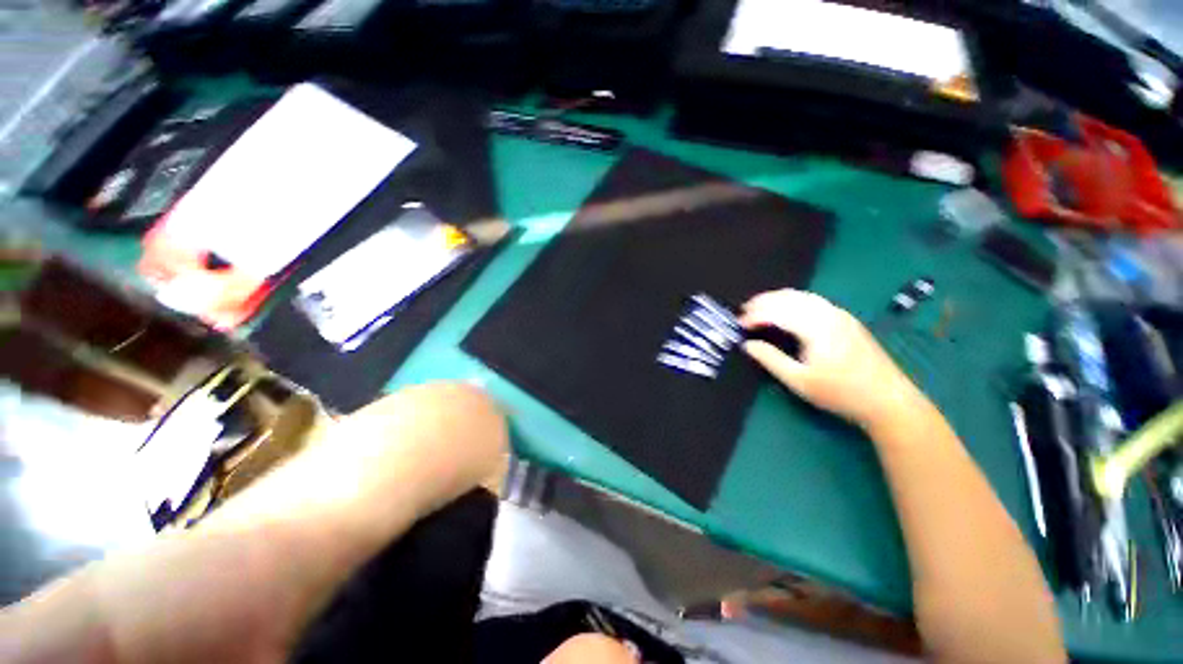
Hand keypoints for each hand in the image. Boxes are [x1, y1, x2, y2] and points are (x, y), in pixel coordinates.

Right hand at [740, 289, 922, 428]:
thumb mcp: (799, 381)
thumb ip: (770, 359)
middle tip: (744, 310)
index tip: (739, 324)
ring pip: (802, 296)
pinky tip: (786, 310)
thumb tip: (747, 344)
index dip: (755, 315)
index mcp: (816, 327)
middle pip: (789, 297)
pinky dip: (793, 301)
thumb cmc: (840, 393)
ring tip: (759, 307)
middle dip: (764, 301)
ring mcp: (840, 315)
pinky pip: (813, 301)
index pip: (778, 312)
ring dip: (778, 298)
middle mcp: (828, 314)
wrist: (888, 400)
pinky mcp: (846, 320)